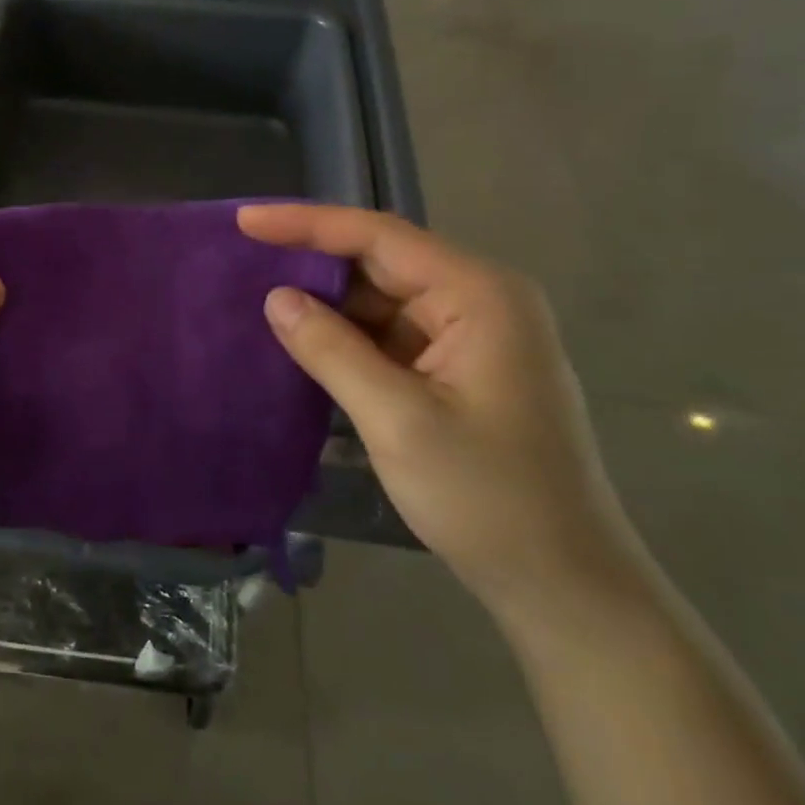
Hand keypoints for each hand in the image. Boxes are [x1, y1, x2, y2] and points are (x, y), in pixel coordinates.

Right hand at [238, 204, 652, 626]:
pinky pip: (390, 336)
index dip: (306, 223)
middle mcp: (479, 302)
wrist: (563, 583)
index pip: (378, 236)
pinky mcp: (458, 370)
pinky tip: (301, 344)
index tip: (245, 220)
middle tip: (242, 260)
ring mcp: (471, 337)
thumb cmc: (487, 498)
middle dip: (312, 260)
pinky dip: (346, 339)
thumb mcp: (397, 420)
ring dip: (326, 304)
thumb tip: (276, 298)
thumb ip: (331, 350)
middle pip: (381, 262)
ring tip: (257, 300)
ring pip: (381, 301)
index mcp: (478, 296)